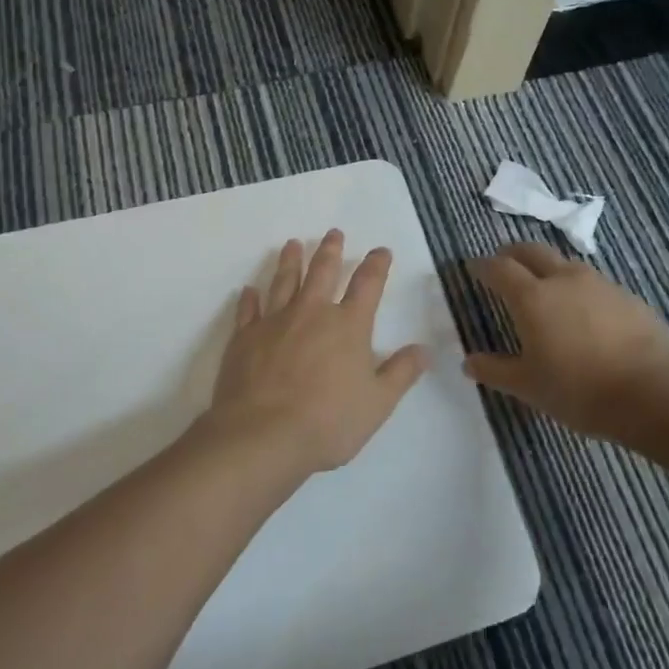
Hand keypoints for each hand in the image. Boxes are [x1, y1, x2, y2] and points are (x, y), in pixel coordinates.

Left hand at [203, 230, 431, 474]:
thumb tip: (424, 349)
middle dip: (330, 250)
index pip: (367, 285)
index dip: (376, 265)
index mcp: (348, 325)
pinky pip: (248, 310)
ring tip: (293, 244)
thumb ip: (401, 373)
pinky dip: (249, 298)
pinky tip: (249, 290)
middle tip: (333, 233)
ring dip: (290, 261)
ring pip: (284, 281)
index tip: (381, 250)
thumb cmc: (328, 421)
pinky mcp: (244, 337)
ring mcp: (275, 321)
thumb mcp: (378, 403)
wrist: (263, 435)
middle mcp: (312, 313)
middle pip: (323, 272)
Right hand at [466, 242, 668, 436]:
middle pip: (532, 251)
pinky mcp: (627, 297)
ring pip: (565, 263)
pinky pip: (592, 283)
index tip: (473, 268)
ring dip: (548, 268)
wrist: (656, 392)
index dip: (483, 266)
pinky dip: (577, 287)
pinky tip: (583, 312)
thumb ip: (496, 370)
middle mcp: (563, 279)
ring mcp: (599, 284)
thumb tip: (468, 362)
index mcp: (532, 297)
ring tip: (544, 287)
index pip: (499, 268)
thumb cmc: (581, 390)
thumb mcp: (530, 386)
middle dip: (513, 253)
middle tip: (504, 264)